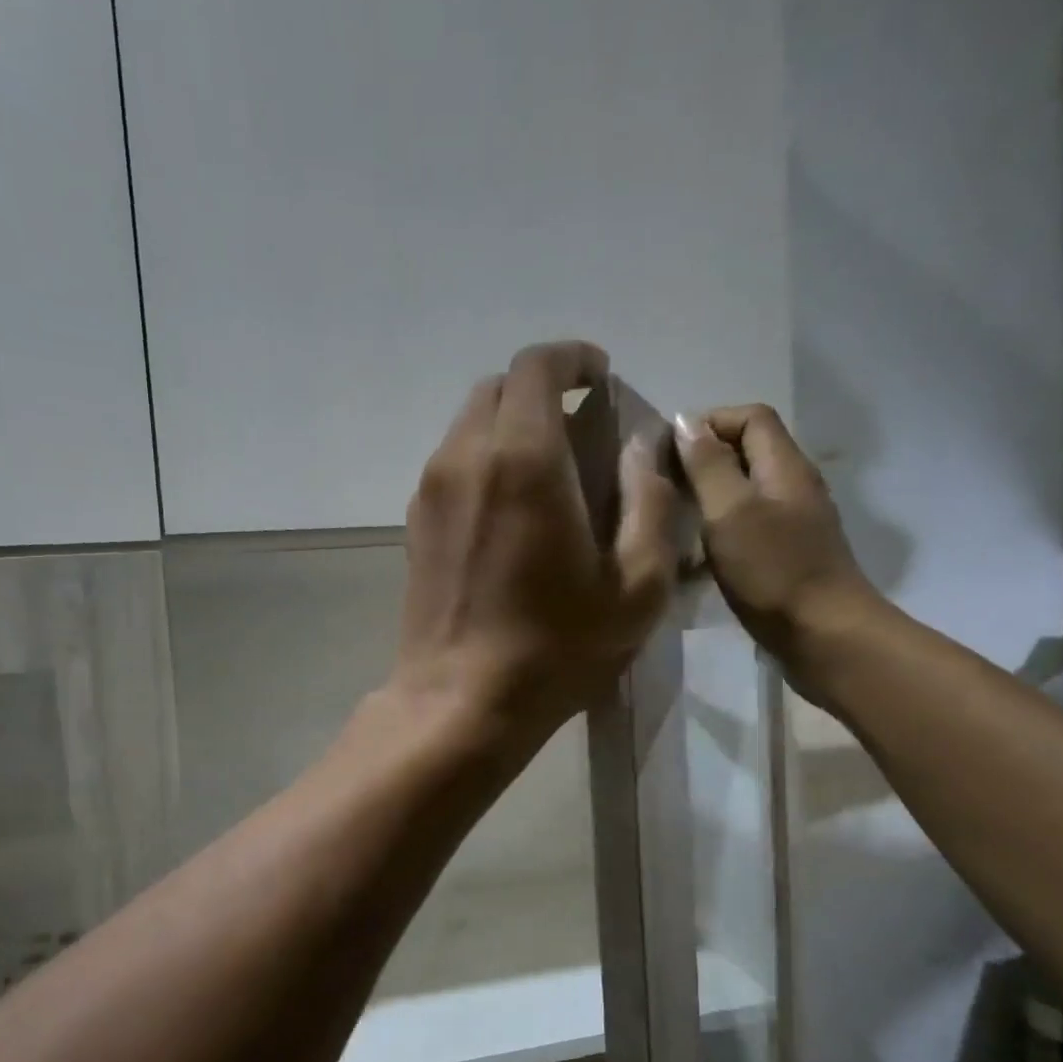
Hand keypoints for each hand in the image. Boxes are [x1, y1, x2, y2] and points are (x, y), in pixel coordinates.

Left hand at [392, 340, 679, 748]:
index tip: (600, 379)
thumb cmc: (554, 650)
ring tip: (547, 468)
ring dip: (510, 427)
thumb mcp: (635, 587)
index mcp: (523, 459)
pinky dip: (483, 460)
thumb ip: (649, 503)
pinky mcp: (413, 524)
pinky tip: (510, 507)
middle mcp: (465, 458)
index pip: (538, 367)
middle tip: (579, 425)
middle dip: (542, 390)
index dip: (573, 359)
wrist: (459, 702)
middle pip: (498, 388)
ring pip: (469, 425)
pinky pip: (451, 464)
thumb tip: (641, 449)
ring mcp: (430, 491)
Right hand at [673, 405, 882, 684]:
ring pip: (744, 493)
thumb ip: (707, 466)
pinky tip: (694, 559)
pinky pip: (746, 528)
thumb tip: (685, 421)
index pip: (750, 417)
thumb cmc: (773, 571)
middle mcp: (793, 487)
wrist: (823, 636)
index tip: (667, 450)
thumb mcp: (730, 512)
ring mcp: (792, 524)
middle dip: (702, 461)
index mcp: (784, 467)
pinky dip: (717, 532)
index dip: (708, 422)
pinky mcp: (785, 557)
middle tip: (662, 486)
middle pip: (747, 453)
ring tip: (671, 519)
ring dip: (707, 498)